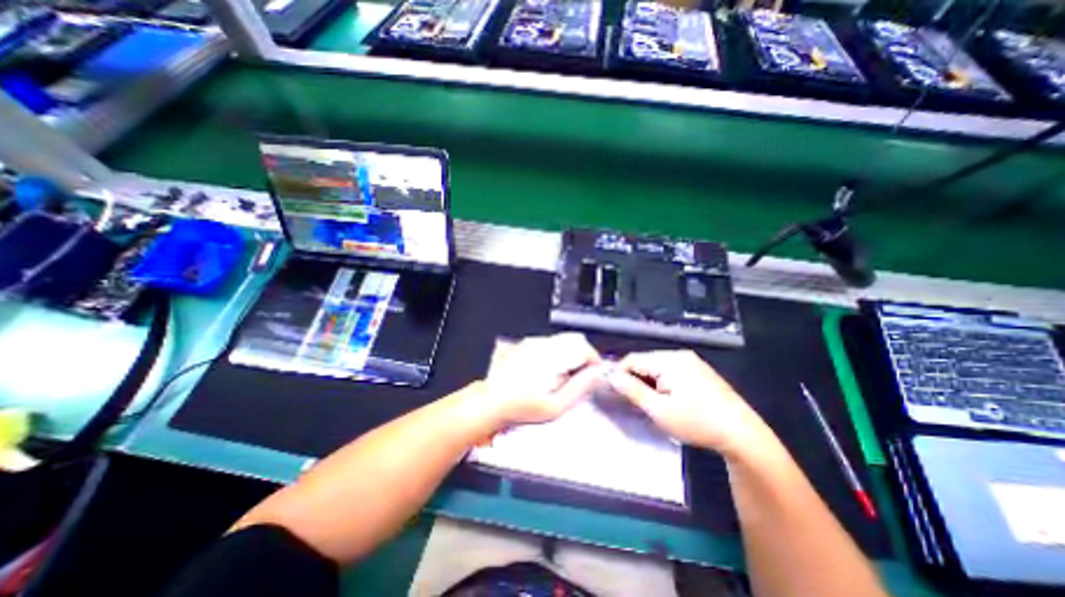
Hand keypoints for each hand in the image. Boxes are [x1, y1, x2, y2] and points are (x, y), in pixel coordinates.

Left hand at [478, 333, 601, 426]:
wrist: (490, 401)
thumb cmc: (521, 407)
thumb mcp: (555, 406)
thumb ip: (579, 388)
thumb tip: (595, 374)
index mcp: (552, 356)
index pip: (584, 347)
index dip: (594, 360)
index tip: (593, 374)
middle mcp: (542, 344)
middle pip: (574, 341)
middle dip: (582, 357)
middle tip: (579, 377)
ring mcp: (532, 342)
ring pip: (561, 341)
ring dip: (568, 355)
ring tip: (562, 377)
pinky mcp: (524, 345)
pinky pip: (548, 344)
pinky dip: (555, 354)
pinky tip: (548, 371)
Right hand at [607, 349, 774, 455]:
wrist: (743, 435)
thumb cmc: (697, 422)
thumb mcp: (659, 410)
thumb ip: (632, 391)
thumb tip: (612, 376)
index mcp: (669, 360)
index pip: (632, 359)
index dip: (619, 373)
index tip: (614, 392)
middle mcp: (680, 355)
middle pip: (645, 361)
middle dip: (635, 378)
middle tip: (632, 401)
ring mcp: (692, 361)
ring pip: (657, 366)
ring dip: (648, 381)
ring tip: (649, 402)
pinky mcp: (699, 370)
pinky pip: (671, 370)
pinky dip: (662, 381)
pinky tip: (667, 399)